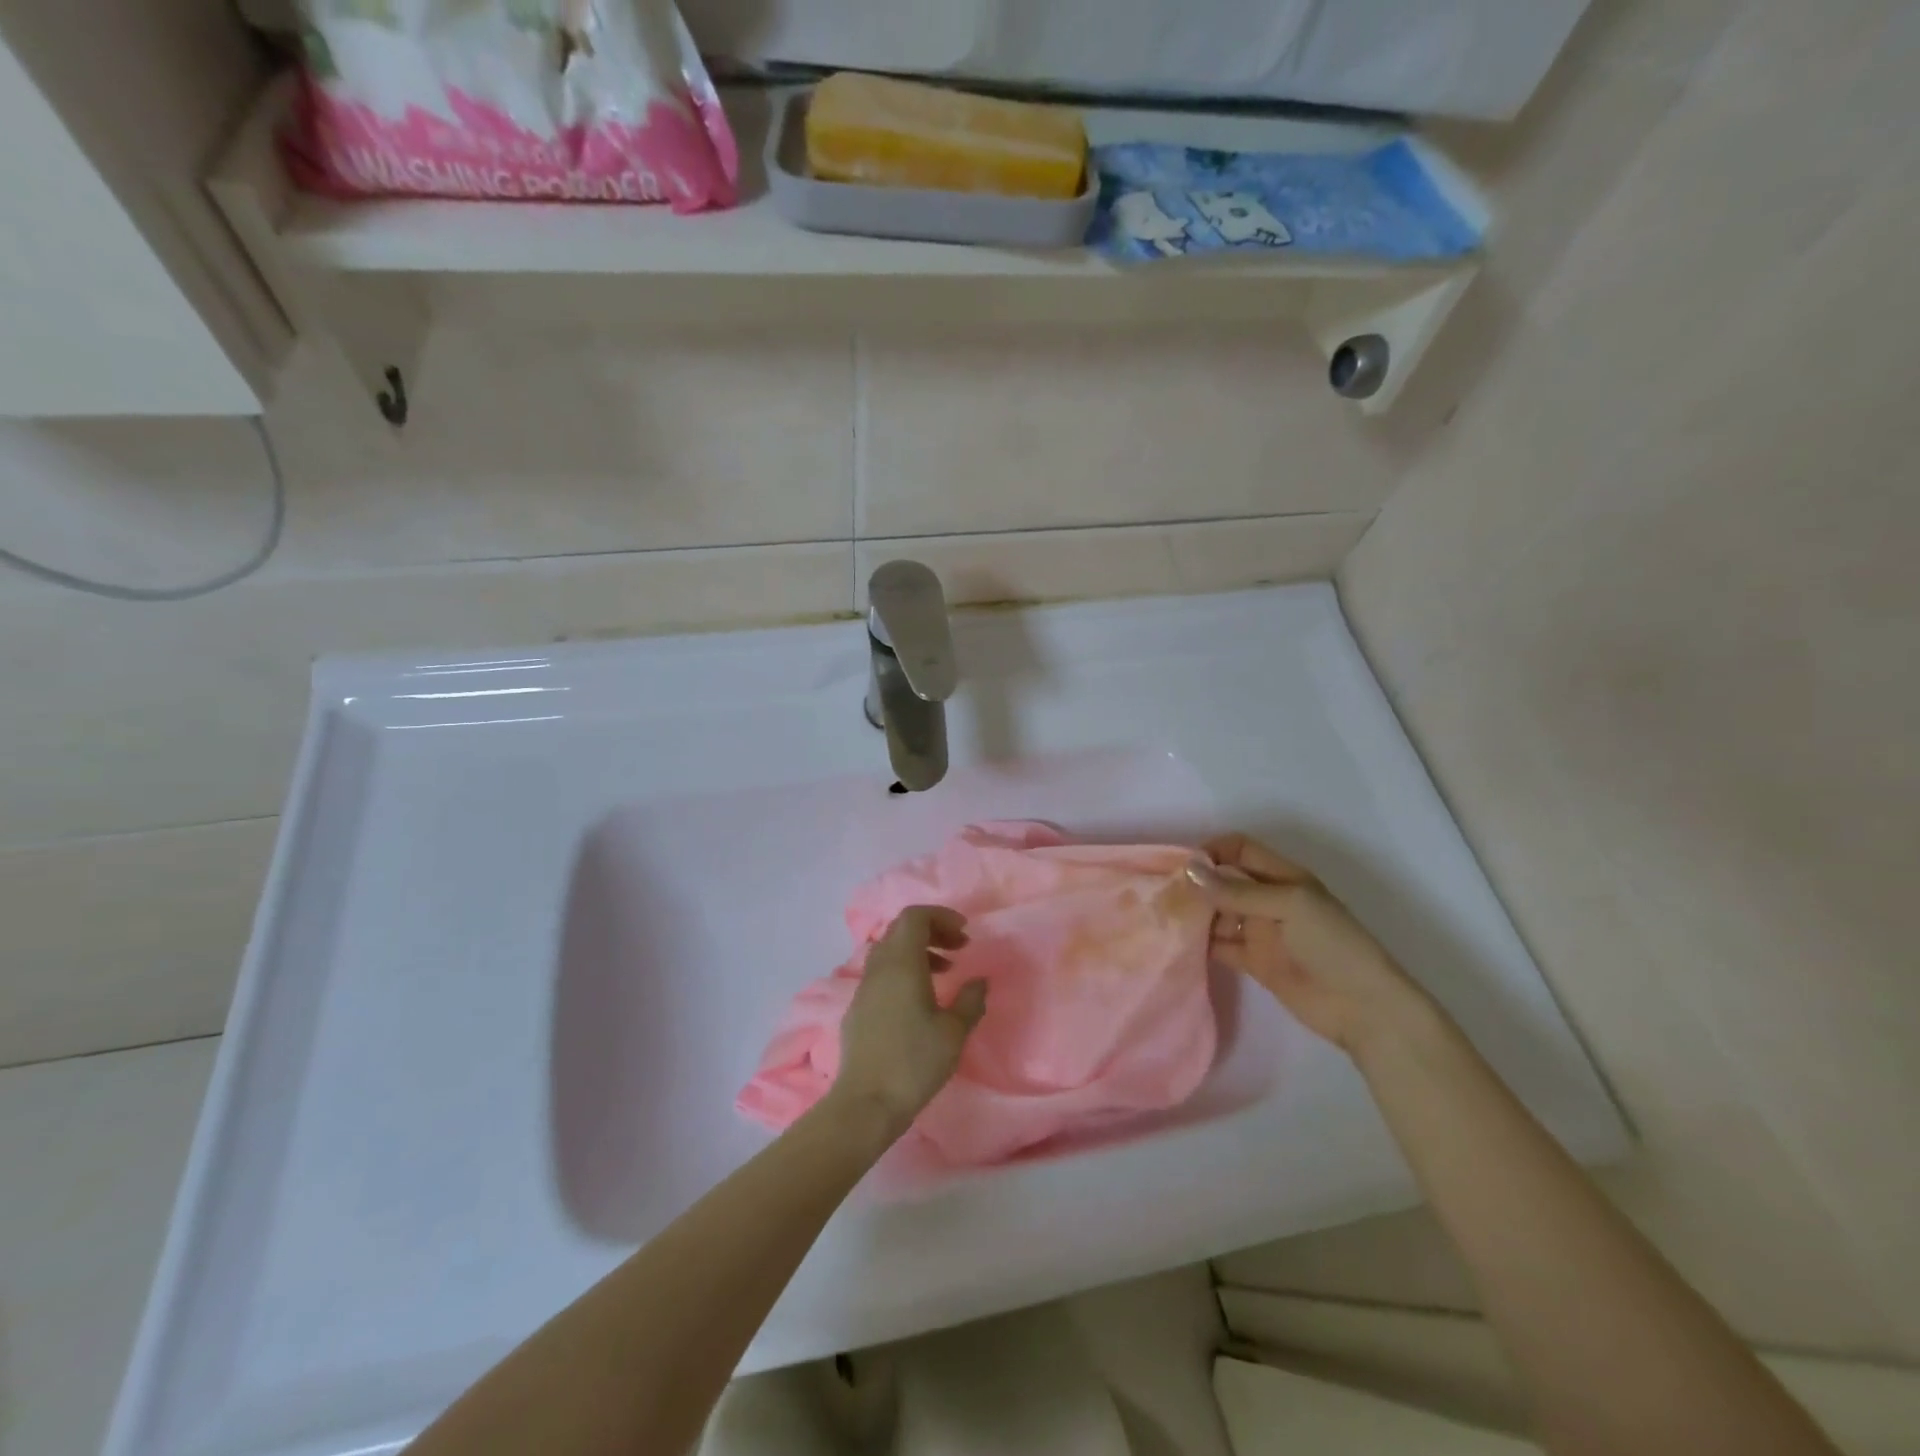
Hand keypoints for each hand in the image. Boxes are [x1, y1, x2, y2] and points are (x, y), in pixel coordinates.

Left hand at [829, 906, 987, 1142]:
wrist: (866, 1103)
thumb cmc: (914, 1062)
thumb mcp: (954, 1032)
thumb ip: (970, 999)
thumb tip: (979, 980)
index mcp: (901, 963)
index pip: (915, 916)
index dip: (941, 916)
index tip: (965, 933)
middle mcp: (878, 966)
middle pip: (901, 928)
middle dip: (932, 930)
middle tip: (959, 948)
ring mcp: (863, 986)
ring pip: (890, 950)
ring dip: (918, 950)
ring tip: (945, 972)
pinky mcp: (857, 1007)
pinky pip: (882, 972)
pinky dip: (903, 970)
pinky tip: (920, 999)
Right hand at [1187, 833, 1433, 1056]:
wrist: (1363, 1007)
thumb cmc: (1331, 944)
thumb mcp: (1288, 906)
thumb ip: (1237, 891)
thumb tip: (1189, 871)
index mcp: (1283, 877)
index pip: (1240, 850)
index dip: (1213, 851)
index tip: (1184, 866)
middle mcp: (1268, 899)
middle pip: (1224, 880)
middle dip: (1197, 882)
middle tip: (1164, 893)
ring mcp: (1260, 931)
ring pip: (1218, 913)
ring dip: (1195, 913)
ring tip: (1165, 919)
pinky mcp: (1253, 961)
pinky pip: (1220, 945)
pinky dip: (1200, 943)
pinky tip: (1178, 943)